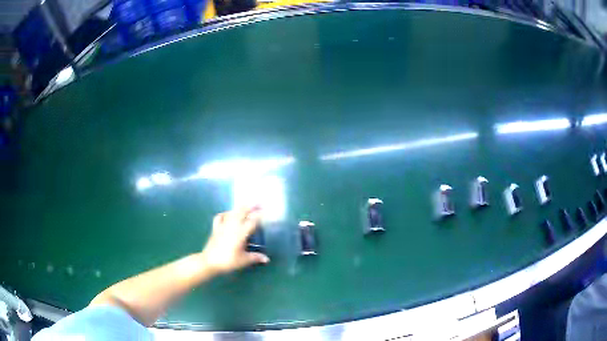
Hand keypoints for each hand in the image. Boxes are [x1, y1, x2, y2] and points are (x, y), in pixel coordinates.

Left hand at [200, 207, 269, 274]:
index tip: (265, 211)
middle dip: (251, 206)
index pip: (252, 221)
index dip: (259, 215)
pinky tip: (228, 214)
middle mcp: (232, 226)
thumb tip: (267, 259)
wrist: (209, 262)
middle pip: (242, 211)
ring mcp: (223, 225)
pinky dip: (225, 213)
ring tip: (246, 207)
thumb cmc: (228, 261)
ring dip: (240, 208)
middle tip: (258, 203)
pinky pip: (220, 216)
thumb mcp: (244, 260)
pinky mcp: (215, 228)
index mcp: (241, 233)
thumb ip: (256, 257)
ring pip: (232, 212)